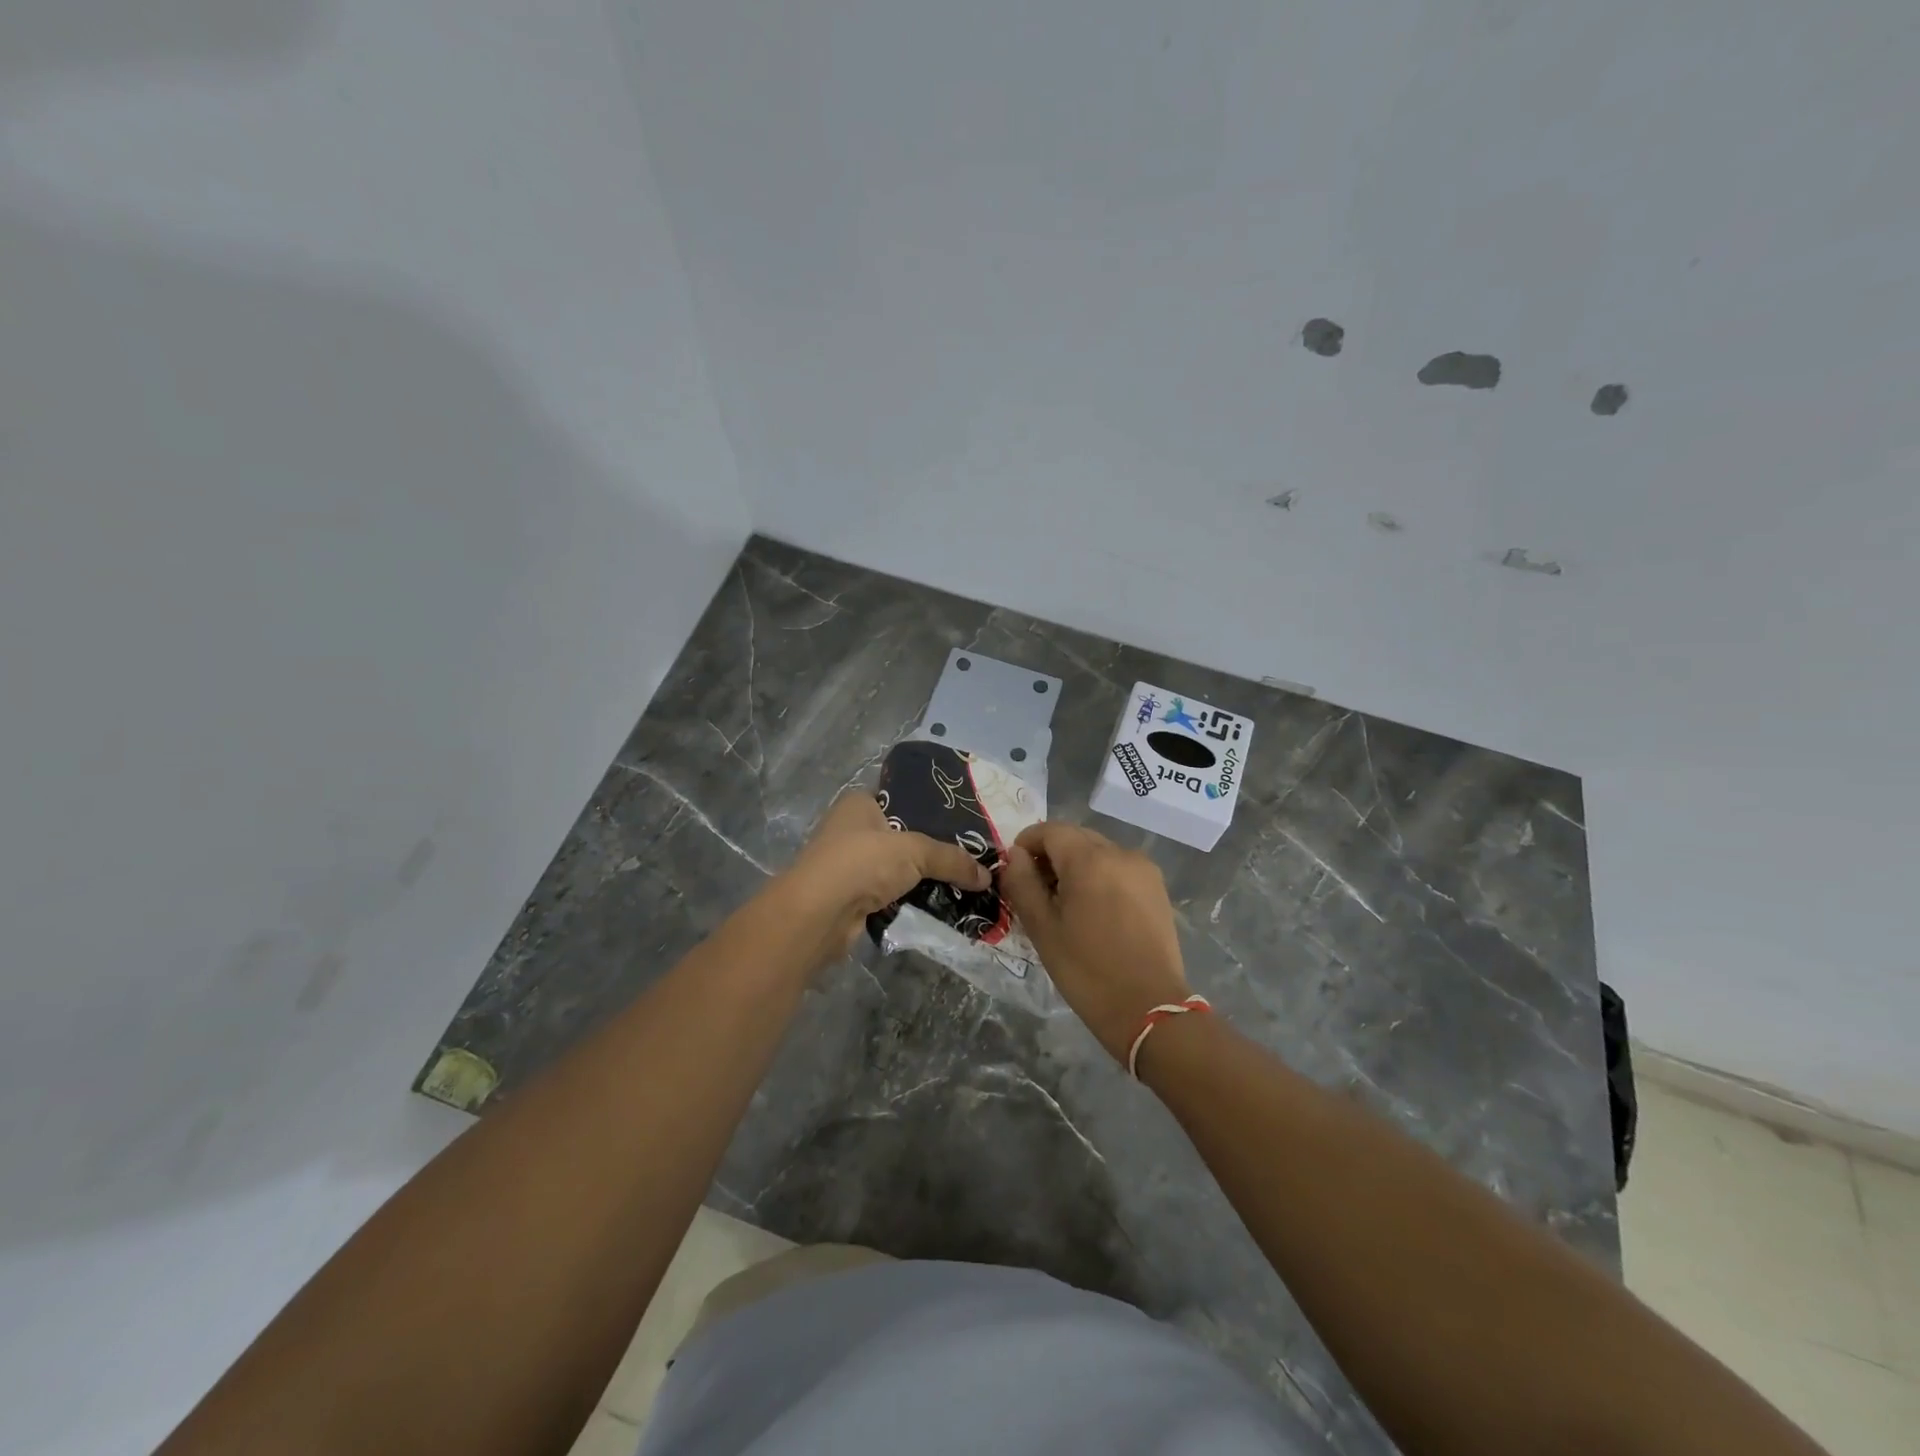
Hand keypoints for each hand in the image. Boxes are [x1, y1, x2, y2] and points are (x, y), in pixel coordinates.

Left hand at [775, 791, 990, 964]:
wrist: (819, 914)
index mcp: (859, 804)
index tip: (964, 823)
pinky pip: (891, 894)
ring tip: (963, 882)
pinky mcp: (852, 897)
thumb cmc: (862, 863)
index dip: (931, 810)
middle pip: (902, 836)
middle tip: (970, 857)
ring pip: (897, 868)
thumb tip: (987, 876)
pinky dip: (910, 900)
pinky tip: (939, 905)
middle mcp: (851, 829)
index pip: (901, 799)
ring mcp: (849, 865)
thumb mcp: (914, 851)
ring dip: (922, 878)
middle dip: (932, 849)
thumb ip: (951, 859)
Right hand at [1000, 821, 1190, 1062]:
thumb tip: (1016, 856)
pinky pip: (1119, 867)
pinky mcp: (1157, 888)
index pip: (1050, 830)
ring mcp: (1143, 869)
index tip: (1015, 869)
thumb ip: (1022, 883)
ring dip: (1076, 865)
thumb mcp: (1042, 928)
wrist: (1148, 1009)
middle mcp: (1120, 853)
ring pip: (1099, 851)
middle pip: (1076, 837)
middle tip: (1035, 889)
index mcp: (1089, 859)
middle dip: (1052, 854)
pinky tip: (1093, 910)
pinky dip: (1100, 876)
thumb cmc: (1087, 970)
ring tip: (1065, 903)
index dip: (1027, 843)